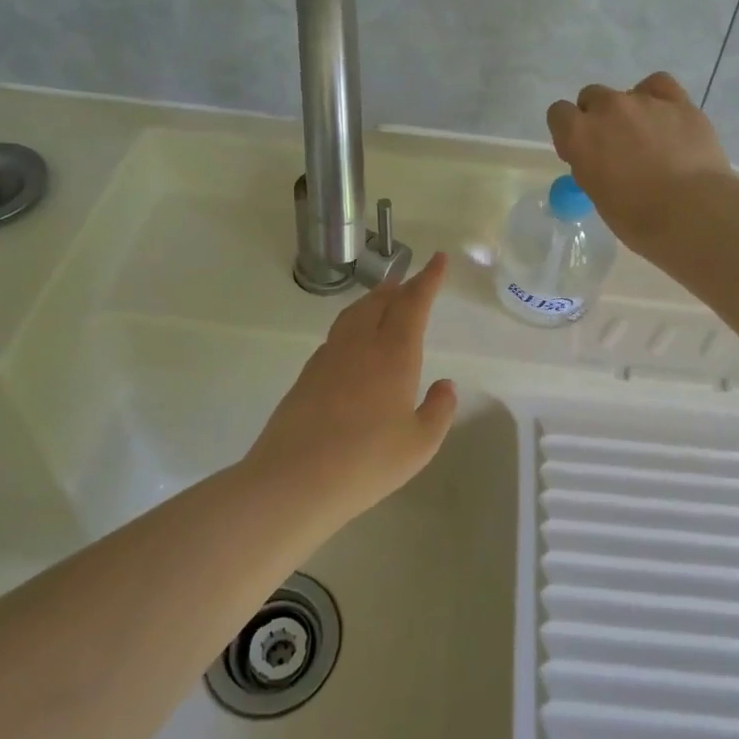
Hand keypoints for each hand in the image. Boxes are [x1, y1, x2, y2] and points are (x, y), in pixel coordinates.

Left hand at [243, 252, 457, 519]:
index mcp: (394, 355)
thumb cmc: (366, 462)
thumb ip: (438, 410)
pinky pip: (336, 336)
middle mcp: (360, 346)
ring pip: (353, 315)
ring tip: (383, 300)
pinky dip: (352, 325)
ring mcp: (328, 358)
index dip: (428, 279)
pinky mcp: (307, 376)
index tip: (438, 259)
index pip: (413, 304)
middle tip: (411, 280)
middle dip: (399, 287)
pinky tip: (353, 343)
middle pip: (380, 302)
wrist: (293, 480)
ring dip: (372, 301)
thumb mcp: (419, 444)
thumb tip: (445, 385)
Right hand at [546, 72, 732, 250]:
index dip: (569, 131)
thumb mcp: (598, 196)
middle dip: (599, 117)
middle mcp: (607, 109)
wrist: (692, 213)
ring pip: (626, 93)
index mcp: (579, 135)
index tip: (582, 152)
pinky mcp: (679, 102)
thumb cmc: (638, 218)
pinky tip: (665, 117)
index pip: (559, 114)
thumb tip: (600, 159)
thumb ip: (592, 167)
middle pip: (592, 97)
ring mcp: (644, 101)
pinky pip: (659, 85)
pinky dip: (657, 97)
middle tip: (617, 147)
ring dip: (631, 112)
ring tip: (650, 140)